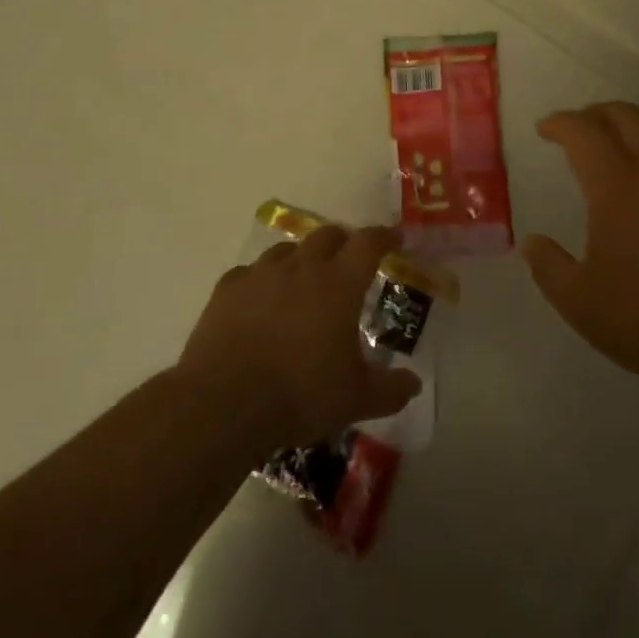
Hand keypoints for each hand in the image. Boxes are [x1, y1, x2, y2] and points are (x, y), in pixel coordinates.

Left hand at [176, 224, 420, 456]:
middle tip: (350, 259)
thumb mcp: (356, 399)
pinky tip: (260, 299)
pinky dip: (262, 280)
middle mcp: (302, 267)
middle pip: (327, 235)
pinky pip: (250, 272)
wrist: (224, 403)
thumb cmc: (301, 394)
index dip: (385, 237)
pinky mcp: (227, 289)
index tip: (395, 238)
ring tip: (304, 278)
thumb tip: (414, 384)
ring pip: (287, 249)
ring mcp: (261, 274)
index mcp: (340, 283)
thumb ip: (390, 389)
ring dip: (302, 257)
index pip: (369, 243)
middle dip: (344, 241)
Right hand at [522, 103, 638, 396]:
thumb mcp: (580, 302)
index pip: (583, 132)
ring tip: (622, 137)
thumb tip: (532, 243)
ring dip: (635, 120)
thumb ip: (549, 267)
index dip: (560, 123)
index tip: (545, 129)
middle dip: (595, 114)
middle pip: (625, 115)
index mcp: (617, 186)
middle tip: (579, 129)